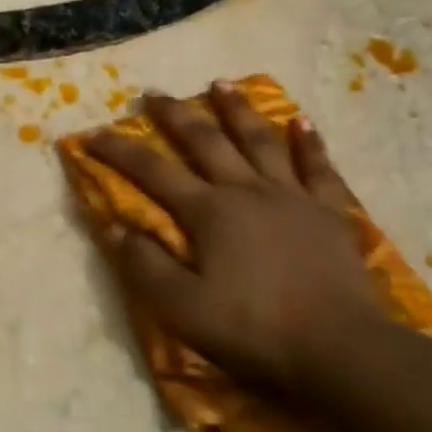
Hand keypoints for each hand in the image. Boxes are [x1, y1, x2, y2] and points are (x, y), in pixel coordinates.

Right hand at [85, 83, 387, 394]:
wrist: (339, 348)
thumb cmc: (253, 329)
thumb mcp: (181, 307)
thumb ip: (144, 265)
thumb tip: (114, 228)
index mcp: (209, 212)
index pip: (153, 173)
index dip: (120, 152)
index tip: (93, 134)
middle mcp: (247, 191)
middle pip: (207, 142)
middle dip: (176, 116)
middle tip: (156, 94)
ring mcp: (293, 196)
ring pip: (261, 141)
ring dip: (238, 110)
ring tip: (222, 83)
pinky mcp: (329, 212)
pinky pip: (318, 167)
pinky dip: (308, 142)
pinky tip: (301, 121)